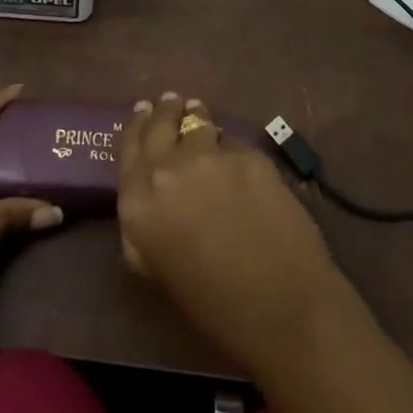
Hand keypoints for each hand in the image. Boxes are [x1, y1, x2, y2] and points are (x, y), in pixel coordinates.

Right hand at [116, 92, 353, 377]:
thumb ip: (141, 228)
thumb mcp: (157, 271)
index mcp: (137, 204)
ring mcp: (209, 158)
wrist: (283, 310)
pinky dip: (230, 147)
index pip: (129, 148)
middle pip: (160, 125)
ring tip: (200, 112)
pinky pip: (232, 142)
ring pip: (198, 122)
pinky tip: (236, 157)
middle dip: (165, 110)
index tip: (143, 110)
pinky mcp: (248, 155)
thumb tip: (145, 201)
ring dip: (197, 116)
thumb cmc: (215, 308)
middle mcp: (166, 171)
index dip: (136, 126)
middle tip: (170, 101)